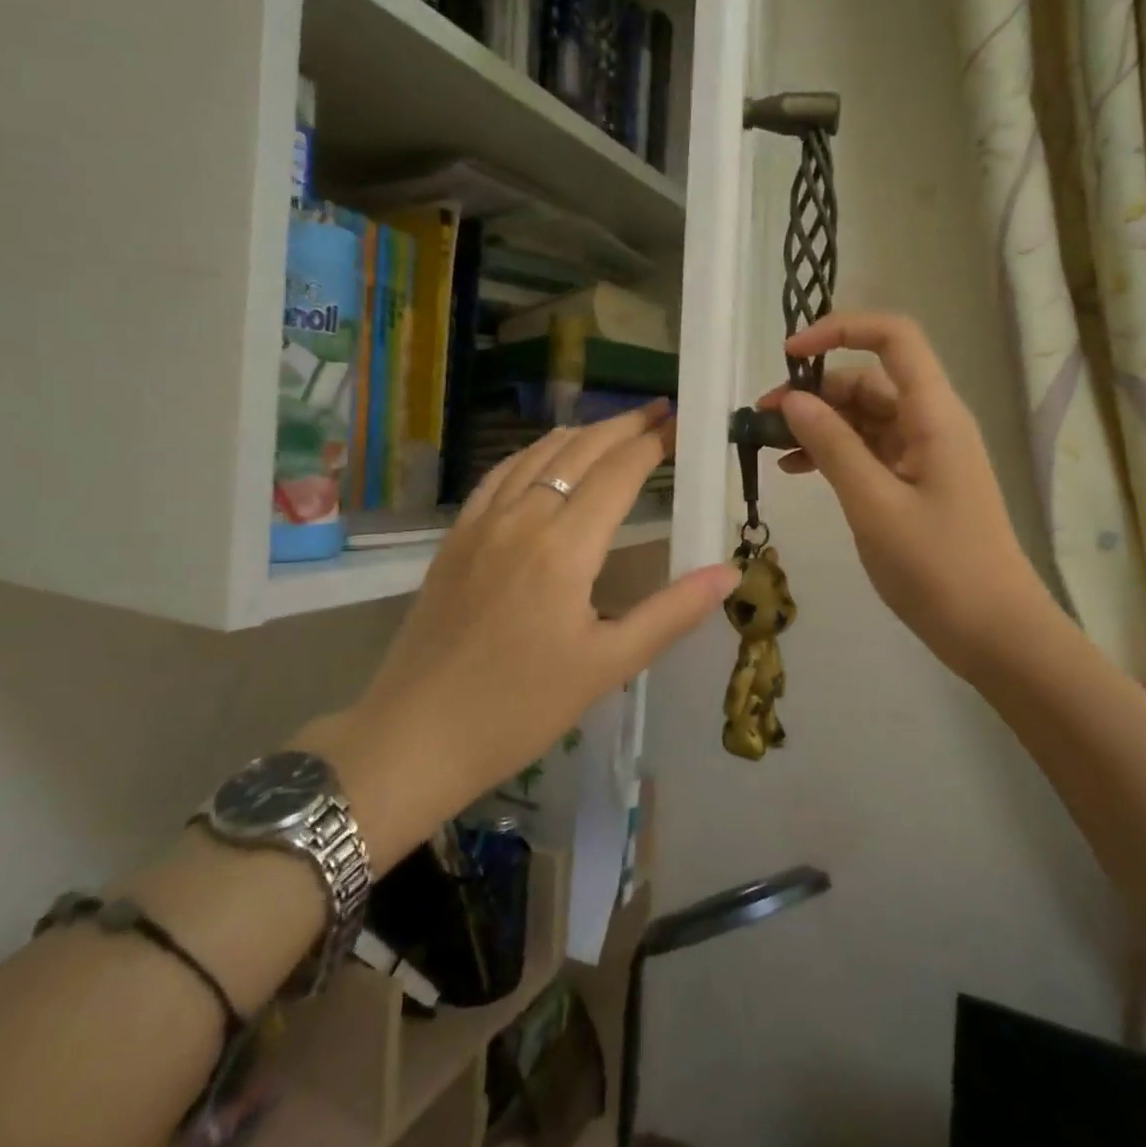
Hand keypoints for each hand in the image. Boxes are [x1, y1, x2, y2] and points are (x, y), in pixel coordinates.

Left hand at [303, 403, 739, 868]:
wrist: (416, 735)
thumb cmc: (520, 708)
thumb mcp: (607, 666)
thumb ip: (671, 612)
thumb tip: (730, 571)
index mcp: (564, 547)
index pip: (618, 473)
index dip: (652, 443)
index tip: (680, 423)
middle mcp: (522, 519)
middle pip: (579, 452)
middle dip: (622, 426)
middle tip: (657, 411)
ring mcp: (481, 524)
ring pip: (536, 456)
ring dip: (579, 435)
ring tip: (612, 427)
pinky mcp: (455, 538)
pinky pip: (498, 476)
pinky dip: (531, 455)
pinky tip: (542, 456)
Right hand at [758, 313, 1051, 675]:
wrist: (994, 633)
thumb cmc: (938, 567)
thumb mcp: (874, 504)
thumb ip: (832, 445)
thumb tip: (792, 399)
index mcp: (933, 414)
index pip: (893, 338)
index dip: (841, 330)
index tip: (790, 355)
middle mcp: (931, 422)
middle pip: (869, 380)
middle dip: (814, 390)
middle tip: (762, 418)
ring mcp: (924, 454)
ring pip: (864, 417)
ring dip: (818, 423)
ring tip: (770, 445)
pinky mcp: (915, 483)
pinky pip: (868, 451)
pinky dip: (833, 453)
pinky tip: (796, 470)